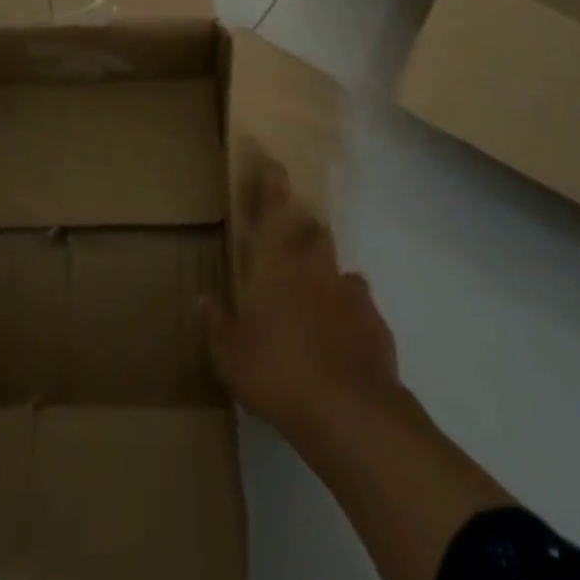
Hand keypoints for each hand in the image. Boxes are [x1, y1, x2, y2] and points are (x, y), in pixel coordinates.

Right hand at [201, 155, 402, 443]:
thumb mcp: (231, 357)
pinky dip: (352, 315)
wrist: (349, 414)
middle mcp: (314, 269)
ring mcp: (350, 294)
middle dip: (306, 234)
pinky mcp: (376, 324)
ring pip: (341, 270)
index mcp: (276, 267)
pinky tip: (343, 341)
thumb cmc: (277, 375)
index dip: (274, 186)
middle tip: (293, 251)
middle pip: (315, 234)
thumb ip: (217, 324)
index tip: (275, 165)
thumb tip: (203, 298)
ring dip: (330, 278)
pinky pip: (362, 308)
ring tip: (319, 304)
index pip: (276, 212)